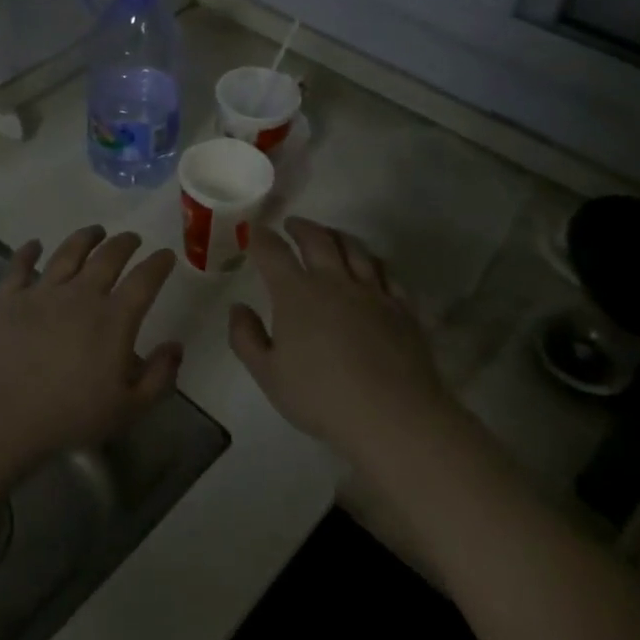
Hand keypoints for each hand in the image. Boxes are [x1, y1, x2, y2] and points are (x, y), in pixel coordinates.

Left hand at [0, 225, 182, 462]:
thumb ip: (159, 377)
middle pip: (107, 257)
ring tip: (95, 231)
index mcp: (114, 319)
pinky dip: (28, 252)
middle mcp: (80, 295)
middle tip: (132, 238)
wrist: (1, 413)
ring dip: (84, 238)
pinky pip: (20, 267)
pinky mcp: (8, 299)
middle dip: (124, 243)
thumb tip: (176, 347)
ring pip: (67, 253)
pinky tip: (34, 245)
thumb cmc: (69, 416)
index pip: (144, 280)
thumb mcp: (128, 408)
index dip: (158, 264)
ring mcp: (42, 293)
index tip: (166, 255)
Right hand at [229, 217, 449, 451]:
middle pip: (318, 239)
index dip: (260, 237)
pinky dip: (373, 262)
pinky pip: (387, 273)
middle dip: (301, 227)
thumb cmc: (320, 396)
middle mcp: (334, 281)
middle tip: (291, 225)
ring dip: (338, 236)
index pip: (273, 252)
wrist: (392, 415)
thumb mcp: (268, 374)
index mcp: (296, 293)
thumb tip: (238, 307)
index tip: (253, 230)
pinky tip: (371, 267)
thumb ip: (246, 337)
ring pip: (355, 249)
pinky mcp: (402, 308)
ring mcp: (372, 292)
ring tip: (330, 236)